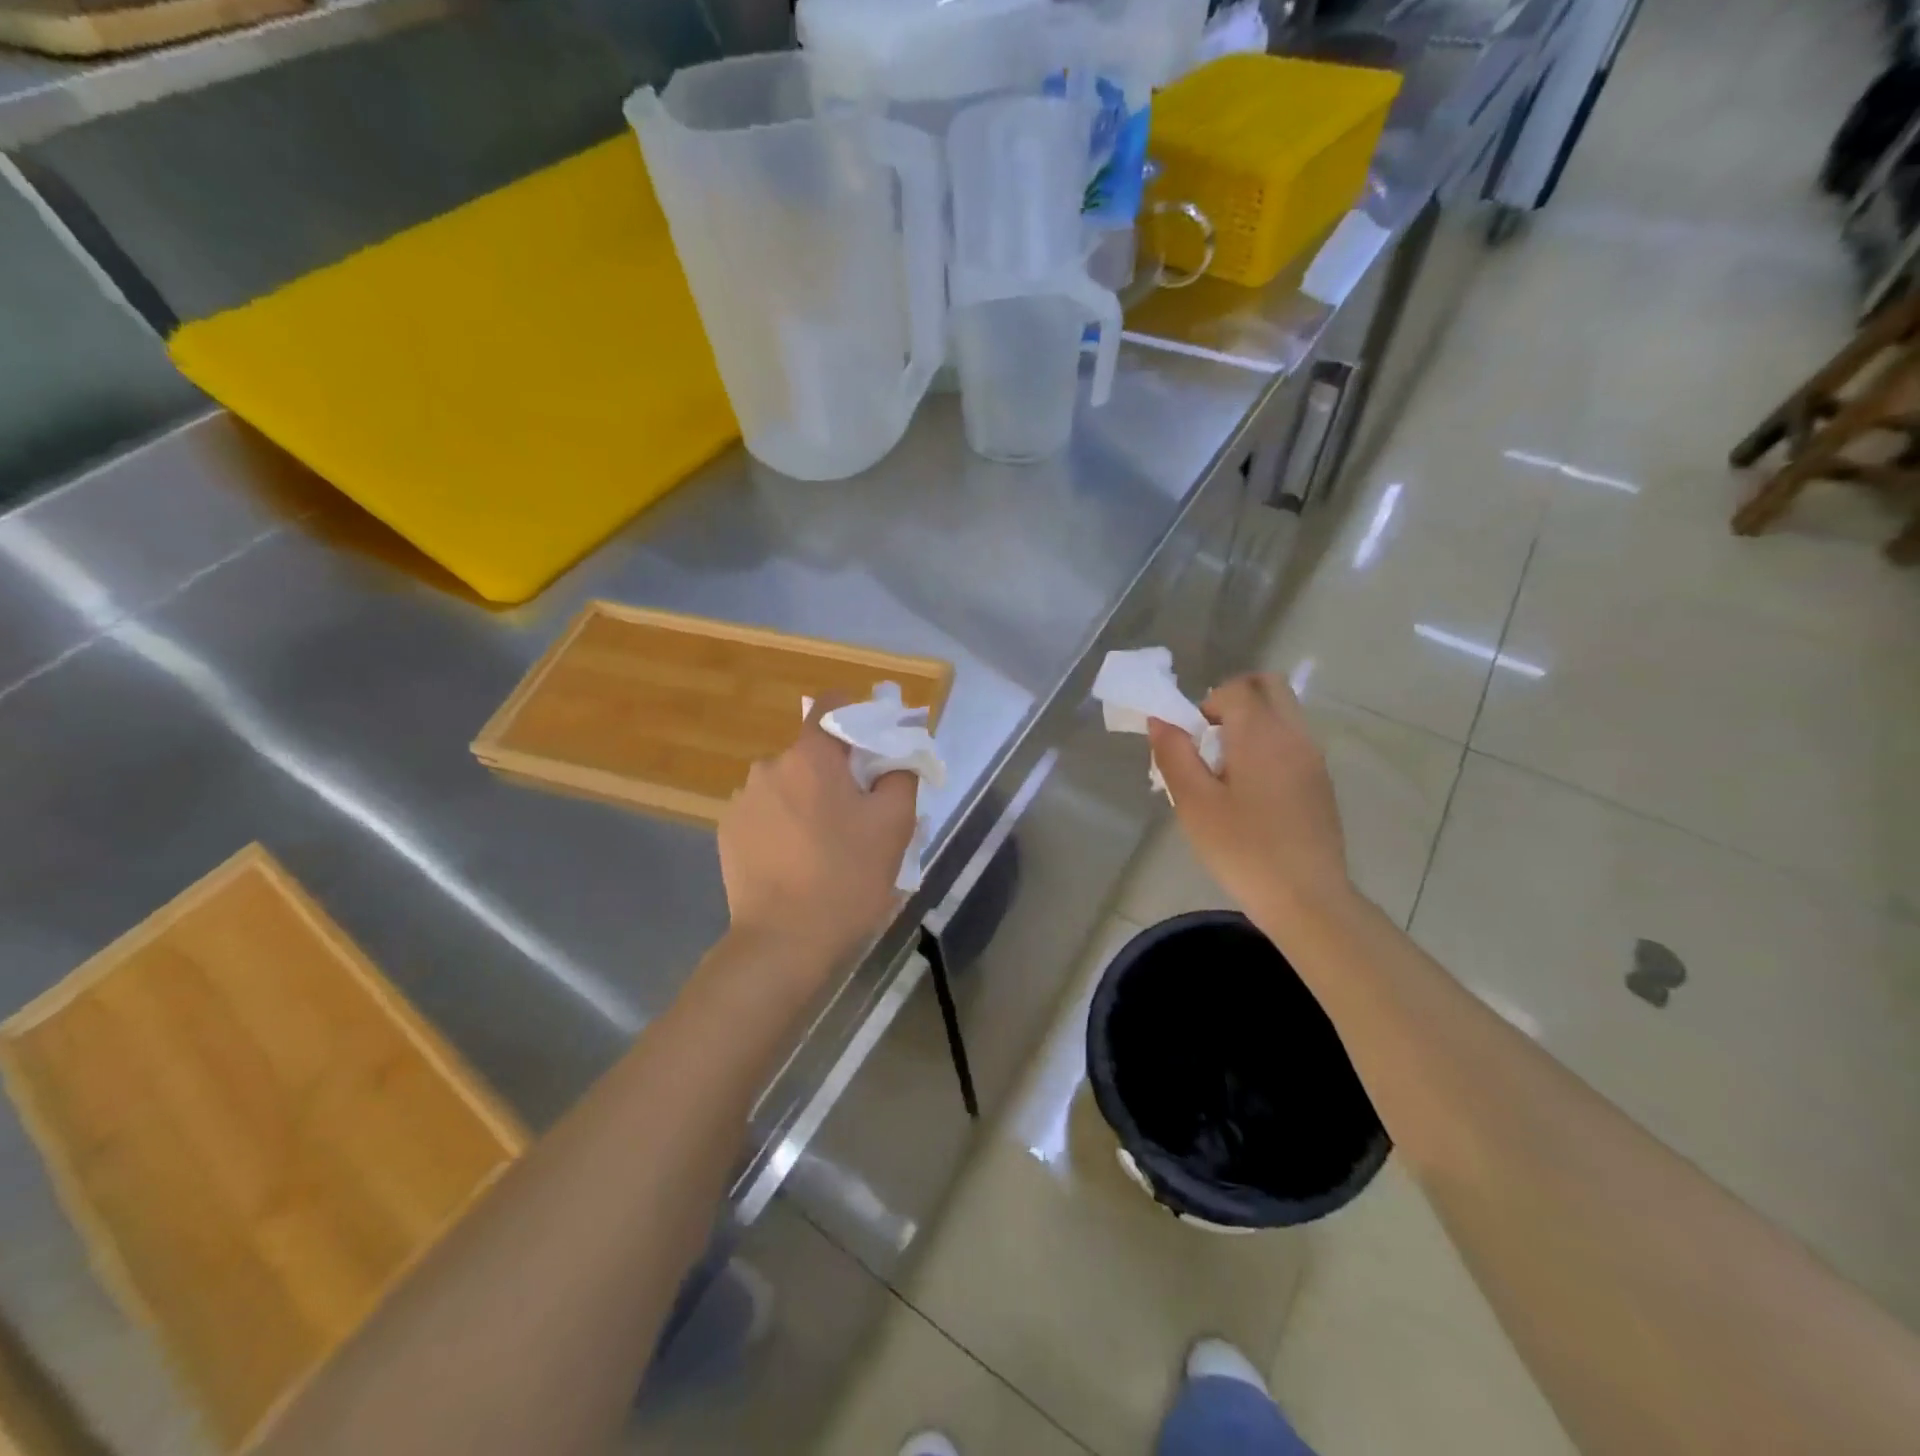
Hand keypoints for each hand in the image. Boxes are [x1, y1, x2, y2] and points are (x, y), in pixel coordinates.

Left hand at [718, 708, 918, 972]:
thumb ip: (901, 773)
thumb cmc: (846, 878)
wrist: (782, 943)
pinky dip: (785, 823)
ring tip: (827, 844)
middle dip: (838, 771)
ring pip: (789, 784)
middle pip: (813, 752)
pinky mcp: (728, 832)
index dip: (860, 715)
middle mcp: (769, 767)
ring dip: (809, 799)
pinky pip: (767, 812)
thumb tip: (898, 750)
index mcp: (810, 757)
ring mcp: (742, 800)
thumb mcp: (895, 825)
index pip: (833, 706)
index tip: (878, 745)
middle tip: (860, 812)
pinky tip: (797, 860)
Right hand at [1146, 673, 1353, 938]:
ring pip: (1283, 713)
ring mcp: (1314, 758)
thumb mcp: (1194, 803)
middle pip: (1269, 687)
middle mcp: (1294, 734)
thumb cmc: (1242, 849)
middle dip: (1234, 701)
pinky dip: (1269, 746)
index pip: (1235, 688)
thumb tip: (1160, 720)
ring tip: (1228, 772)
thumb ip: (1174, 754)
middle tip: (1211, 742)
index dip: (1206, 705)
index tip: (1193, 742)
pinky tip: (1252, 795)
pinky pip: (1293, 741)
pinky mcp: (1321, 782)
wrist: (1307, 899)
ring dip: (1252, 724)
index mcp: (1262, 734)